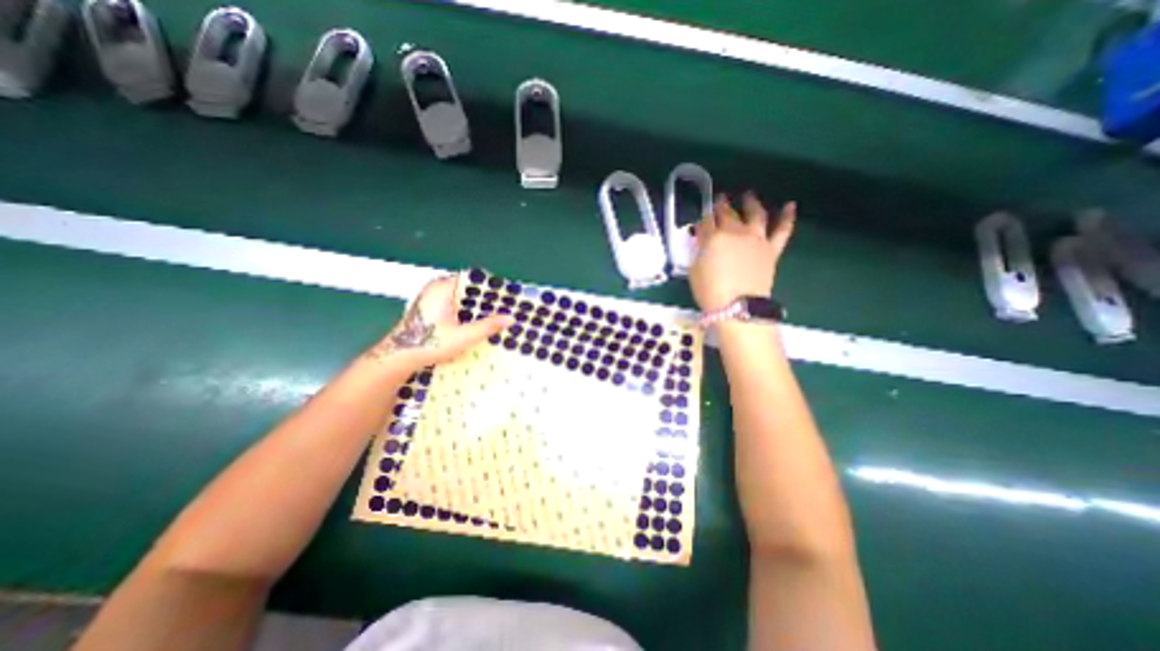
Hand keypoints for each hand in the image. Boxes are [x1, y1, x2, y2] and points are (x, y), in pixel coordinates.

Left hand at [367, 269, 511, 370]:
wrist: (399, 358)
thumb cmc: (428, 344)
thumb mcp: (463, 336)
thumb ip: (488, 326)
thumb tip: (510, 318)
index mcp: (443, 287)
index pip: (473, 279)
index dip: (492, 287)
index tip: (508, 296)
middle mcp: (437, 288)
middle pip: (469, 289)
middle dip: (487, 299)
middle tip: (507, 309)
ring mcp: (433, 298)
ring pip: (463, 298)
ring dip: (478, 308)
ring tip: (498, 316)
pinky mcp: (433, 309)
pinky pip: (456, 305)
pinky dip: (468, 313)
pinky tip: (480, 323)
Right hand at [688, 191, 797, 310]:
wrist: (738, 306)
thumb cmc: (709, 291)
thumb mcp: (694, 269)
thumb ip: (698, 250)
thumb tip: (702, 240)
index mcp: (713, 237)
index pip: (706, 221)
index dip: (704, 217)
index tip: (702, 216)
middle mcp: (735, 232)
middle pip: (728, 213)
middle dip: (722, 205)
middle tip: (720, 199)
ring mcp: (756, 239)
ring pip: (755, 214)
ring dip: (751, 203)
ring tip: (748, 195)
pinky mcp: (771, 249)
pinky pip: (782, 230)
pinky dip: (787, 217)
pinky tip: (790, 205)